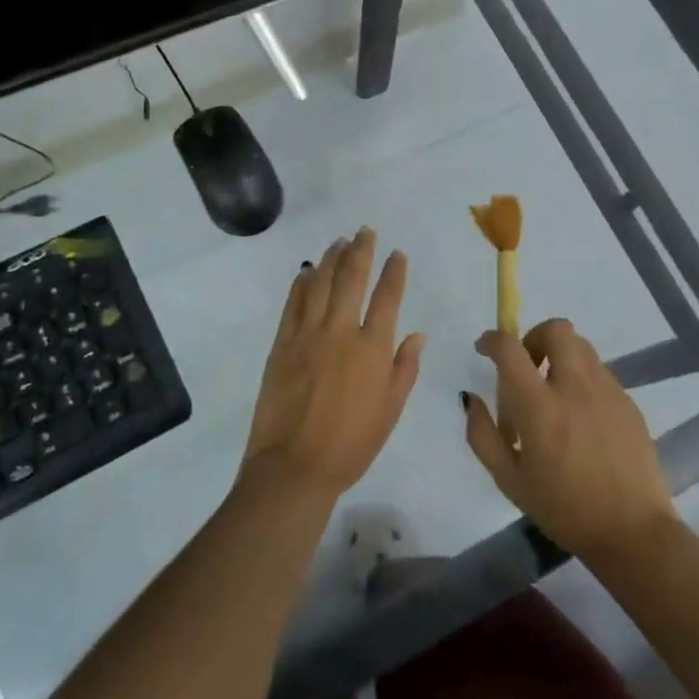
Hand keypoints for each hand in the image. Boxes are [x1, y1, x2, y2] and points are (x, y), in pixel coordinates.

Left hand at [240, 228, 424, 503]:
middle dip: (361, 251)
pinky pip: (292, 305)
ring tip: (339, 242)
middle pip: (352, 279)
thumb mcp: (390, 410)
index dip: (394, 271)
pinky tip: (306, 272)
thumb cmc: (352, 444)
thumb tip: (417, 334)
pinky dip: (301, 284)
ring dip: (331, 259)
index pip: (387, 297)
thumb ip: (405, 368)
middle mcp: (341, 332)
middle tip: (365, 231)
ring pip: (320, 284)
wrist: (295, 466)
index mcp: (373, 348)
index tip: (397, 253)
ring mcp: (307, 335)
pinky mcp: (282, 344)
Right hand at [464, 318, 677, 561]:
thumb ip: (482, 435)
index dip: (492, 340)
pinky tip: (580, 418)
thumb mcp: (509, 480)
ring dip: (560, 357)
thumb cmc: (564, 510)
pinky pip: (599, 372)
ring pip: (581, 347)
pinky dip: (582, 379)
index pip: (510, 349)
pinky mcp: (628, 402)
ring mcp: (607, 391)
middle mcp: (574, 387)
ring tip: (554, 394)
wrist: (633, 532)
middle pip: (556, 329)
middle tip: (527, 367)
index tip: (484, 349)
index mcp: (540, 407)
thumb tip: (471, 398)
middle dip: (534, 337)